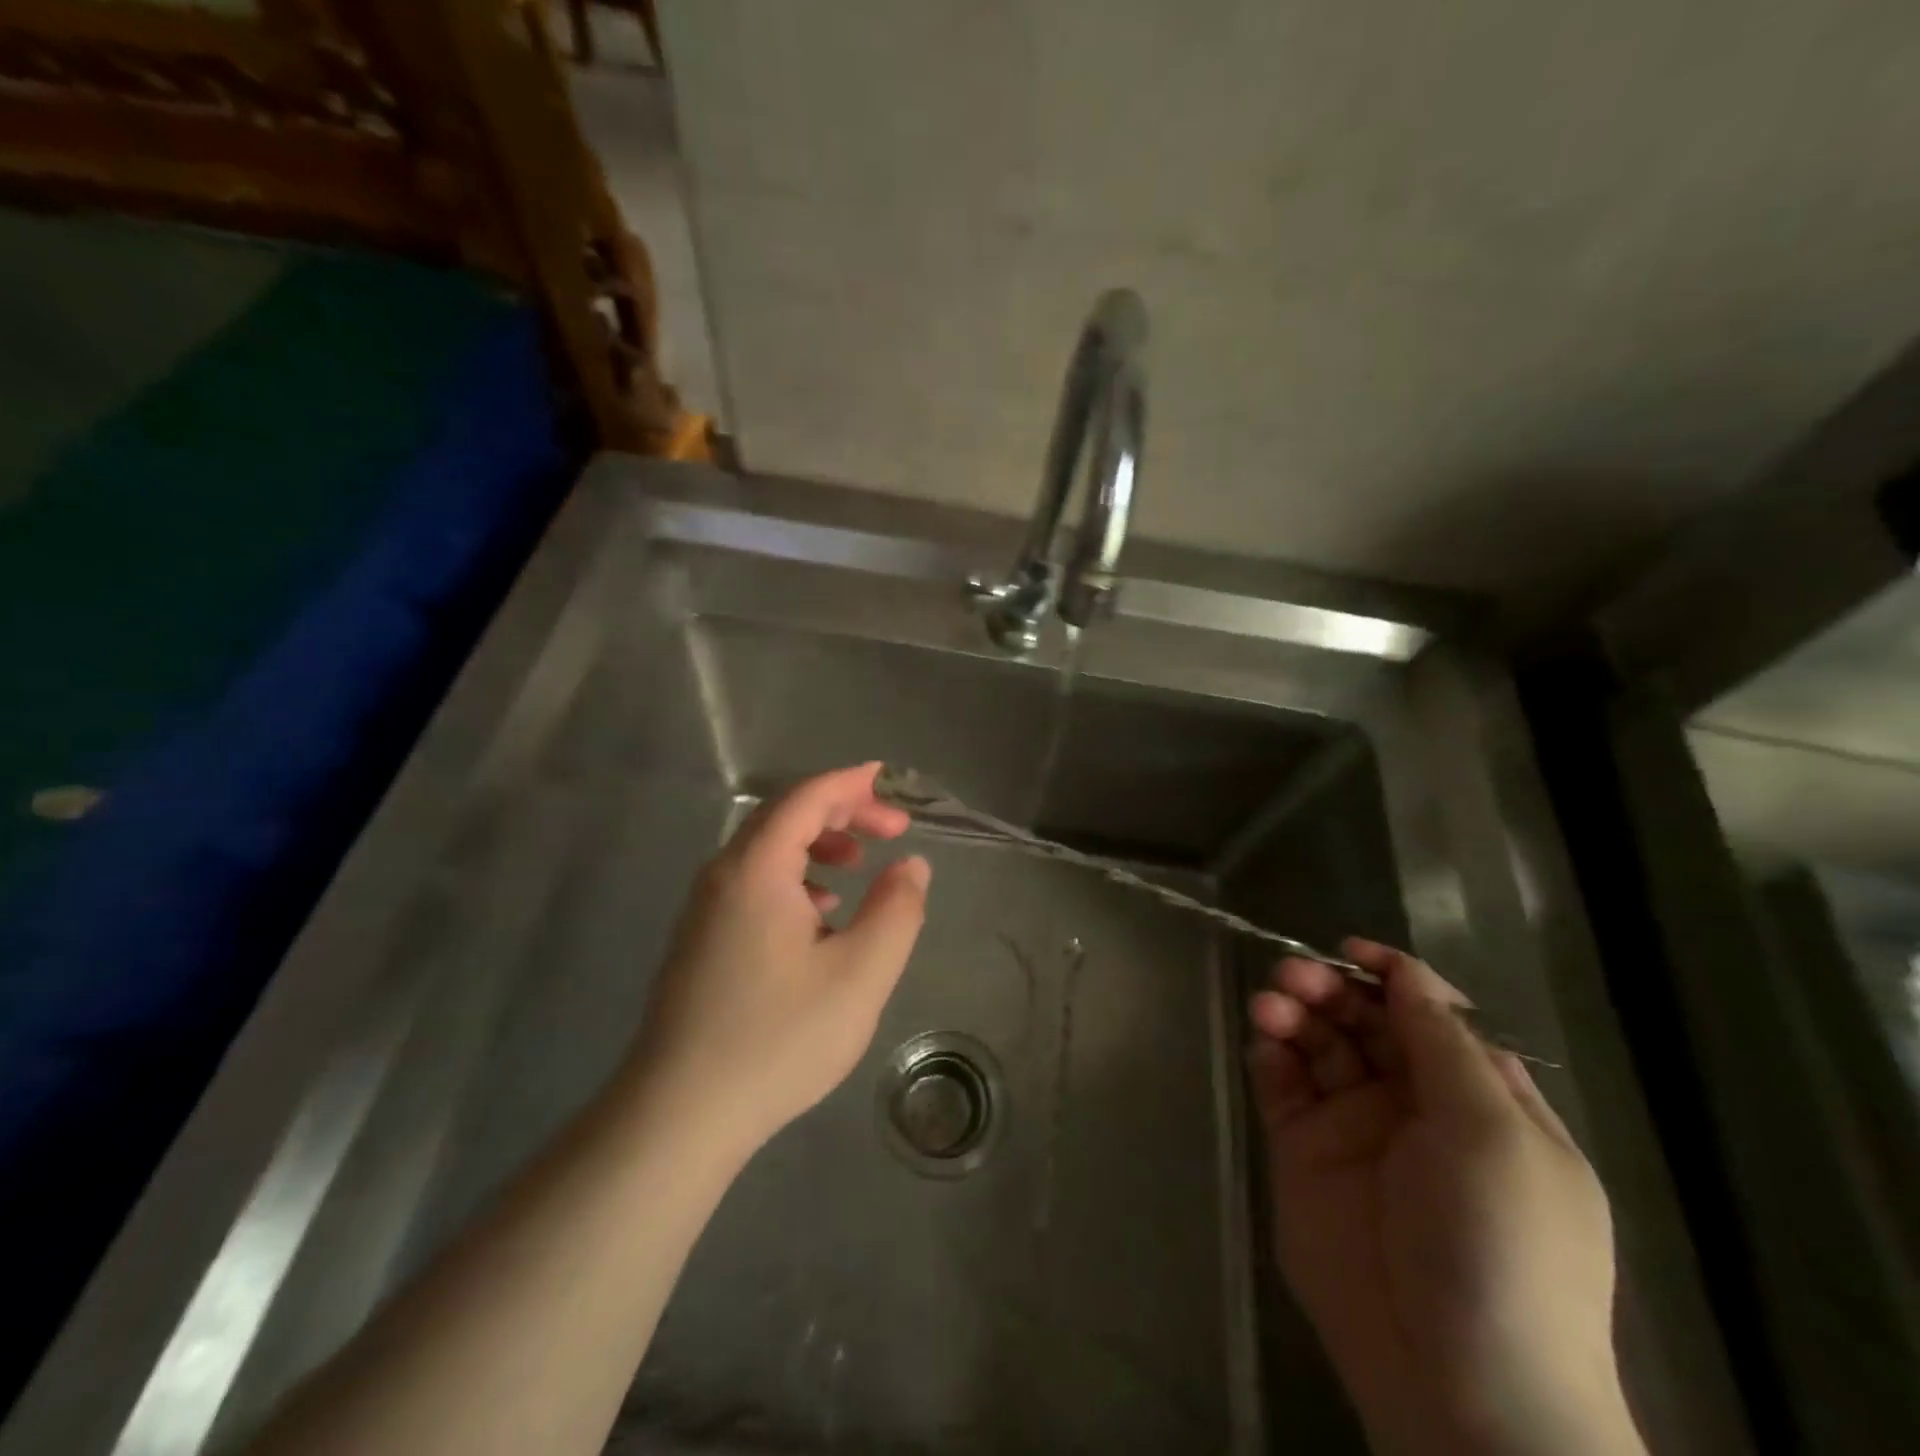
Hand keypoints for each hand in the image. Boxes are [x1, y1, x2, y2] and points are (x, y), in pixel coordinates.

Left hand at [627, 762, 930, 1154]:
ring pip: (766, 850)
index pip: (806, 797)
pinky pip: (752, 882)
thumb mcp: (860, 975)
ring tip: (857, 865)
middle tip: (890, 829)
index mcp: (756, 869)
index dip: (852, 783)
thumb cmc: (777, 1039)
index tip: (891, 782)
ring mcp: (704, 909)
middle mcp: (723, 875)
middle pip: (784, 816)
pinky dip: (794, 876)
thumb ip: (896, 911)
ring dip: (817, 843)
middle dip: (841, 811)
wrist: (679, 1115)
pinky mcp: (700, 940)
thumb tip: (911, 865)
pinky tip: (819, 916)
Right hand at [1247, 939, 1642, 1455]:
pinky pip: (1282, 1086)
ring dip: (1294, 1014)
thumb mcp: (1493, 1133)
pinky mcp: (1304, 1153)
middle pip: (1364, 1021)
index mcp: (1477, 1099)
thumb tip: (1407, 971)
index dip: (1392, 976)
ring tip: (1271, 1005)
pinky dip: (1270, 1055)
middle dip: (1330, 989)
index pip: (1430, 1015)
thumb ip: (1442, 1044)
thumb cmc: (1499, 1245)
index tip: (1349, 951)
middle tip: (1293, 976)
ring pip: (1318, 1046)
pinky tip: (1264, 1043)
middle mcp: (1414, 1104)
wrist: (1456, 1383)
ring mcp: (1355, 1129)